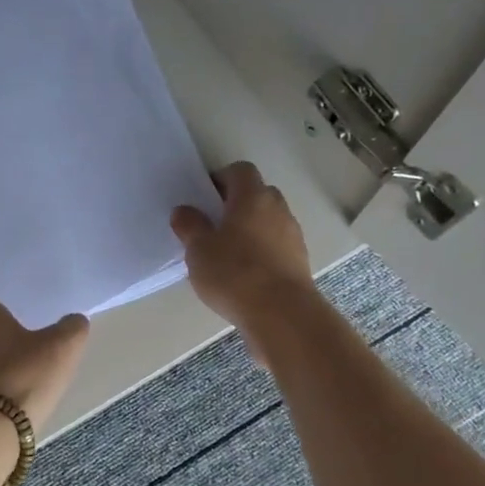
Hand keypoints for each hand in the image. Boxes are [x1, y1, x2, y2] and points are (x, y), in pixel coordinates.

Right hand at [171, 162, 318, 351]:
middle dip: (236, 204)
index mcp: (252, 197)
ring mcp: (293, 236)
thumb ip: (190, 226)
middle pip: (257, 194)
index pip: (240, 170)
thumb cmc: (235, 273)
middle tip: (213, 224)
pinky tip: (245, 274)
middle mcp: (278, 209)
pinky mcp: (300, 262)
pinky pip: (277, 245)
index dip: (221, 178)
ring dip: (251, 229)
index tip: (204, 198)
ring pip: (269, 221)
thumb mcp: (199, 249)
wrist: (282, 315)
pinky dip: (262, 251)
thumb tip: (184, 211)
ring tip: (227, 253)